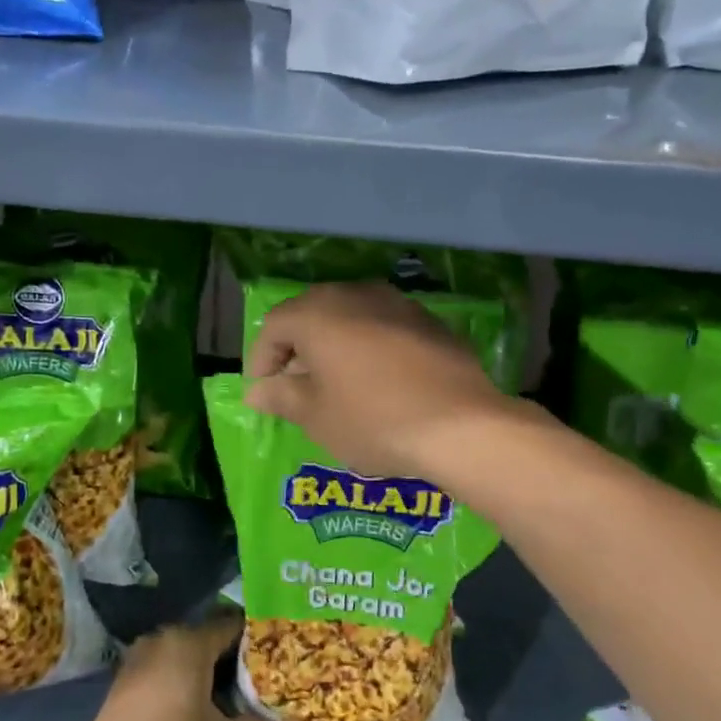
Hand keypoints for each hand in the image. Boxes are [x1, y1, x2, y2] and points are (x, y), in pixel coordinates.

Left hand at [68, 617, 297, 720]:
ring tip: (235, 697)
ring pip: (187, 655)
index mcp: (190, 643)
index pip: (233, 626)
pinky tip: (198, 708)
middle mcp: (165, 638)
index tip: (279, 655)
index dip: (258, 640)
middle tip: (263, 679)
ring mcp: (141, 657)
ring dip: (209, 672)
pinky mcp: (127, 679)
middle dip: (235, 659)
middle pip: (210, 639)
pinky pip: (167, 667)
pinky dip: (185, 680)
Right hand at [243, 281, 515, 479]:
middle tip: (294, 384)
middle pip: (311, 313)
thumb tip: (258, 392)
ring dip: (334, 344)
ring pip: (350, 316)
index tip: (262, 392)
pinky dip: (369, 346)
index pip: (273, 325)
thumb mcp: (316, 417)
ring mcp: (397, 302)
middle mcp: (355, 294)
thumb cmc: (374, 420)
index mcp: (318, 313)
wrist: (462, 425)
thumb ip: (281, 397)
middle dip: (296, 347)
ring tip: (335, 381)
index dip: (261, 359)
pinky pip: (383, 326)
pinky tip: (378, 379)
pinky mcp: (429, 320)